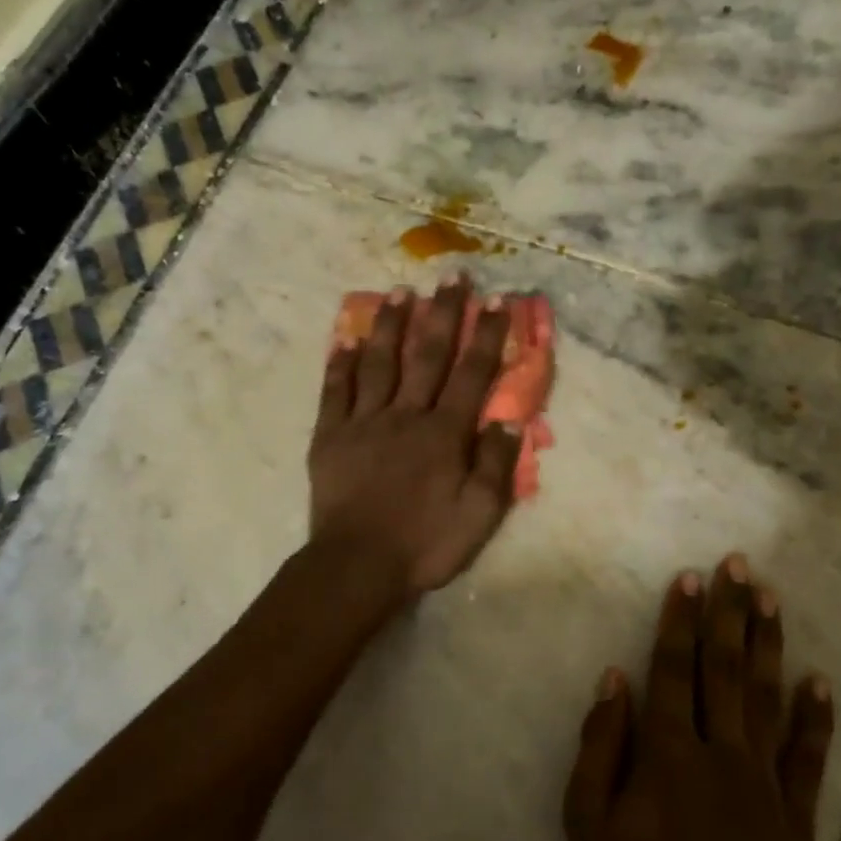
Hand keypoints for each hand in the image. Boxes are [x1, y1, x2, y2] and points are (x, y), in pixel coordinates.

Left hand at [308, 276, 523, 598]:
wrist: (356, 566)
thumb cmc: (424, 543)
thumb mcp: (479, 515)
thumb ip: (495, 465)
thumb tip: (510, 419)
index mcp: (444, 433)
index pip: (471, 374)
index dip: (485, 336)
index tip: (495, 301)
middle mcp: (406, 415)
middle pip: (428, 355)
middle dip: (443, 313)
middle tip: (451, 275)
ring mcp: (364, 421)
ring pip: (380, 362)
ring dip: (391, 324)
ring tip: (400, 291)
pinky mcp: (330, 435)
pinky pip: (336, 390)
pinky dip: (341, 363)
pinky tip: (345, 338)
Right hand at [564, 555, 835, 840]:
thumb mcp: (585, 823)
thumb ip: (598, 745)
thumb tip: (614, 679)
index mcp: (668, 754)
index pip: (673, 670)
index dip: (680, 621)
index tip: (690, 578)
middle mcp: (720, 756)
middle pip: (725, 670)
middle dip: (730, 613)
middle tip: (739, 565)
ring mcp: (764, 786)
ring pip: (767, 701)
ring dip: (769, 646)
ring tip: (772, 599)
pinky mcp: (794, 820)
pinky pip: (809, 761)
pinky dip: (816, 719)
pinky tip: (821, 682)